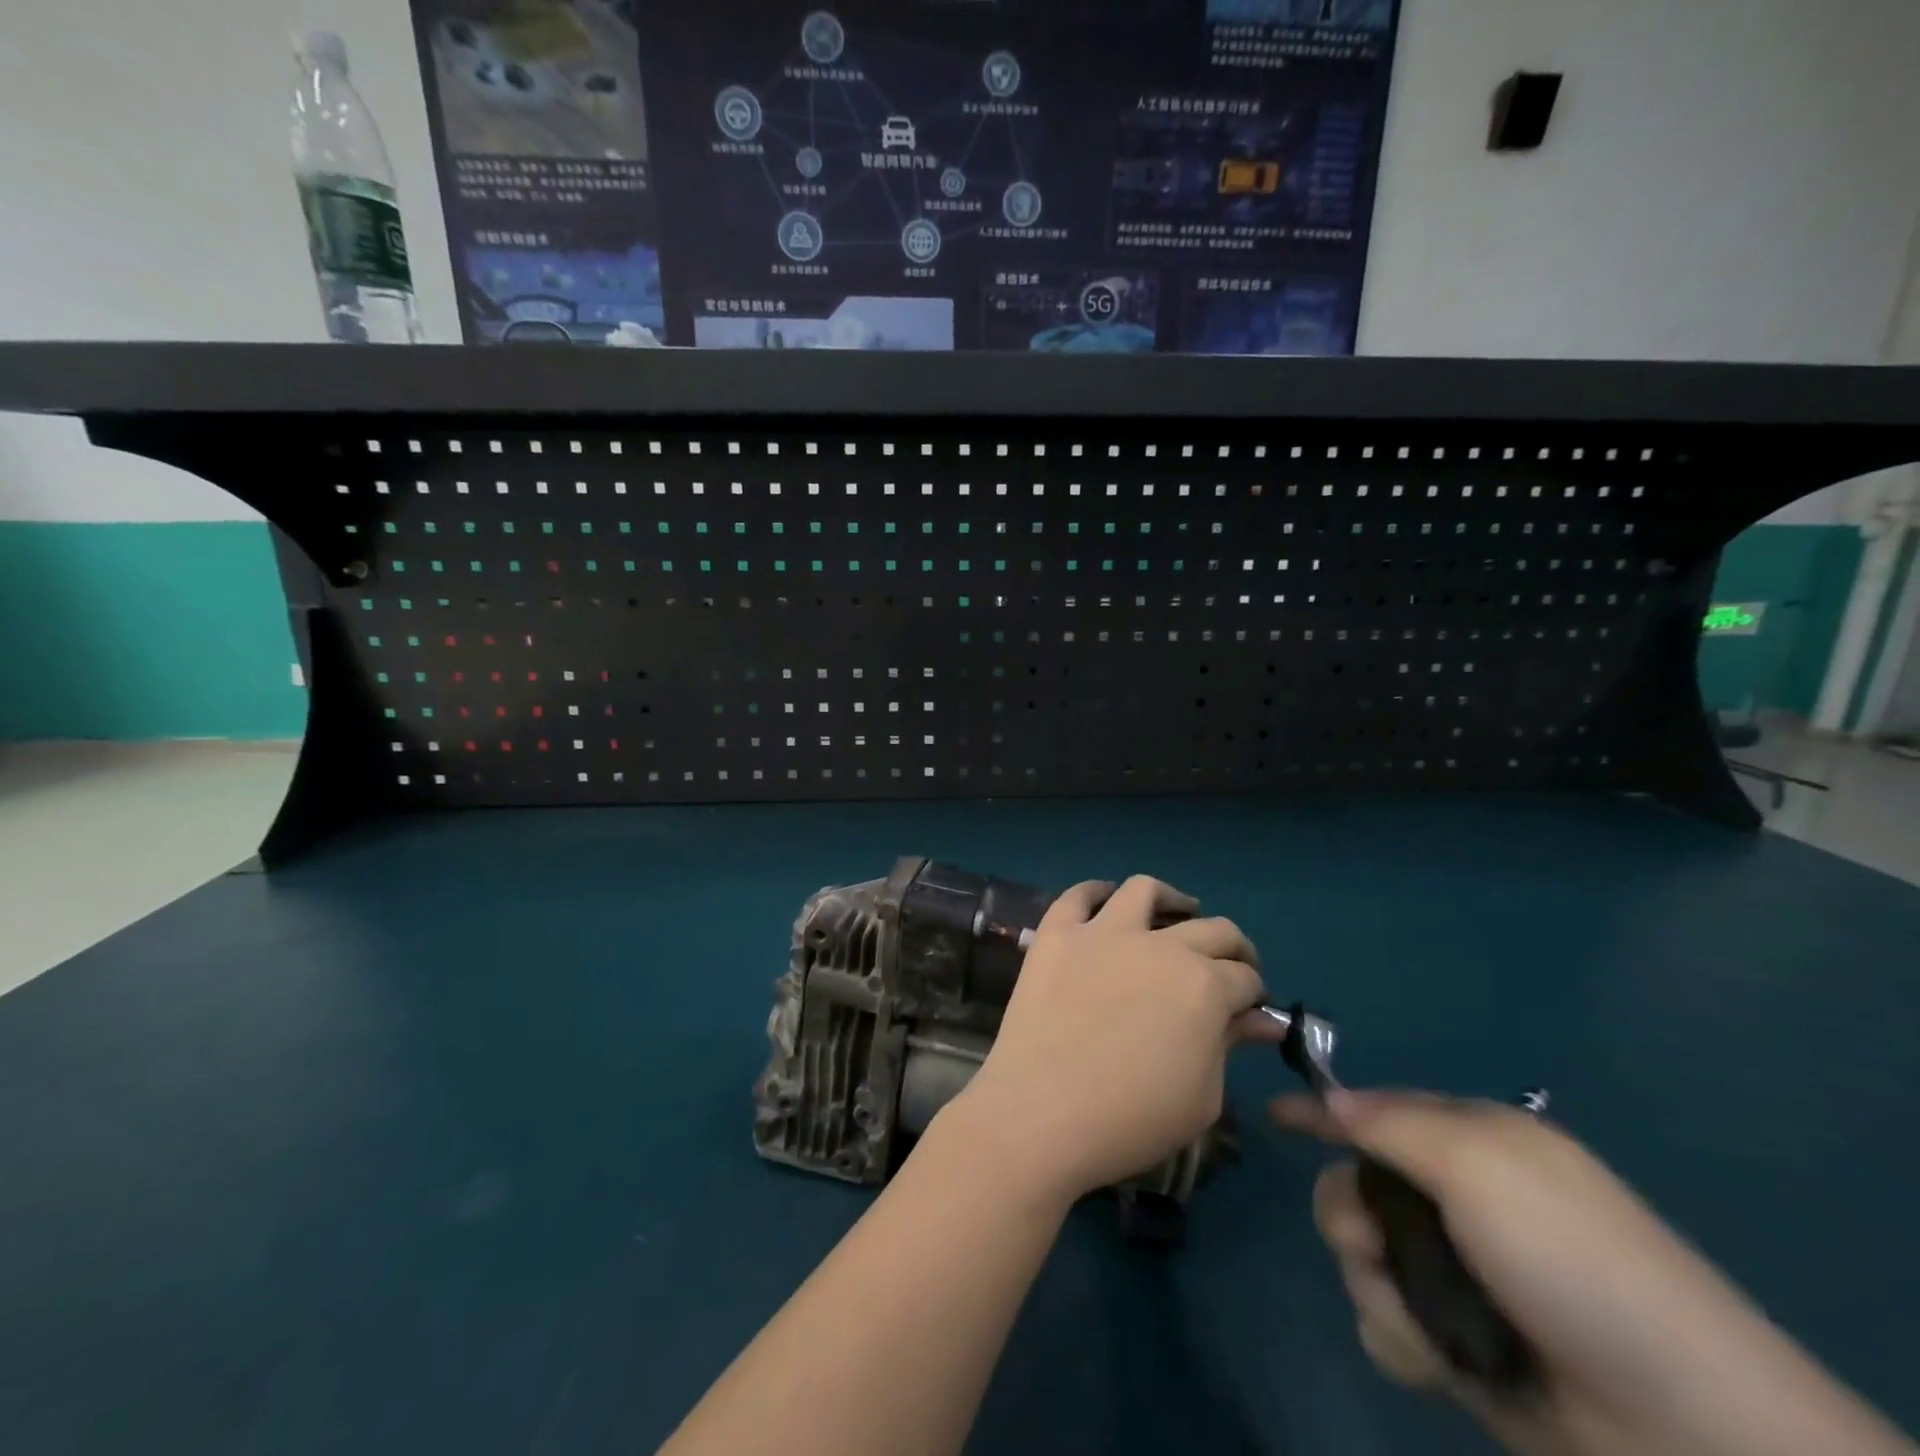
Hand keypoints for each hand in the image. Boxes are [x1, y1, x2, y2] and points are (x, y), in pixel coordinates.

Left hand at [945, 875, 1278, 1207]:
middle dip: (1232, 948)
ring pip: (1144, 890)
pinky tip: (1106, 901)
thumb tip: (1258, 1020)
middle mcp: (1159, 945)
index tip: (1248, 1008)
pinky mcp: (1057, 933)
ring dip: (1170, 900)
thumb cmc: (1131, 1119)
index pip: (1244, 977)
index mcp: (1204, 986)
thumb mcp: (1202, 1097)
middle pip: (1211, 928)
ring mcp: (1103, 932)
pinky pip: (1078, 896)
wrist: (1042, 1113)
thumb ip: (1229, 1045)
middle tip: (1228, 966)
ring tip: (1176, 913)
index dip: (1253, 993)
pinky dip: (1095, 892)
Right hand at [1273, 1090, 1915, 1455]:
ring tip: (1427, 1326)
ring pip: (1362, 1258)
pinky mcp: (1456, 1344)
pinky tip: (1439, 1363)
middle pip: (1354, 1188)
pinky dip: (1401, 1339)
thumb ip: (1390, 1123)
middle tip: (1373, 1246)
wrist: (1681, 1430)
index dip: (1323, 1110)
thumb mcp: (1478, 1163)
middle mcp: (1459, 1202)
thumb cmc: (1572, 1261)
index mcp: (1472, 1144)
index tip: (1274, 1115)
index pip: (1376, 1111)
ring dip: (1379, 1288)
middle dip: (1350, 1219)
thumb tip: (1330, 1099)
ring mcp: (1457, 1276)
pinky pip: (1386, 1322)